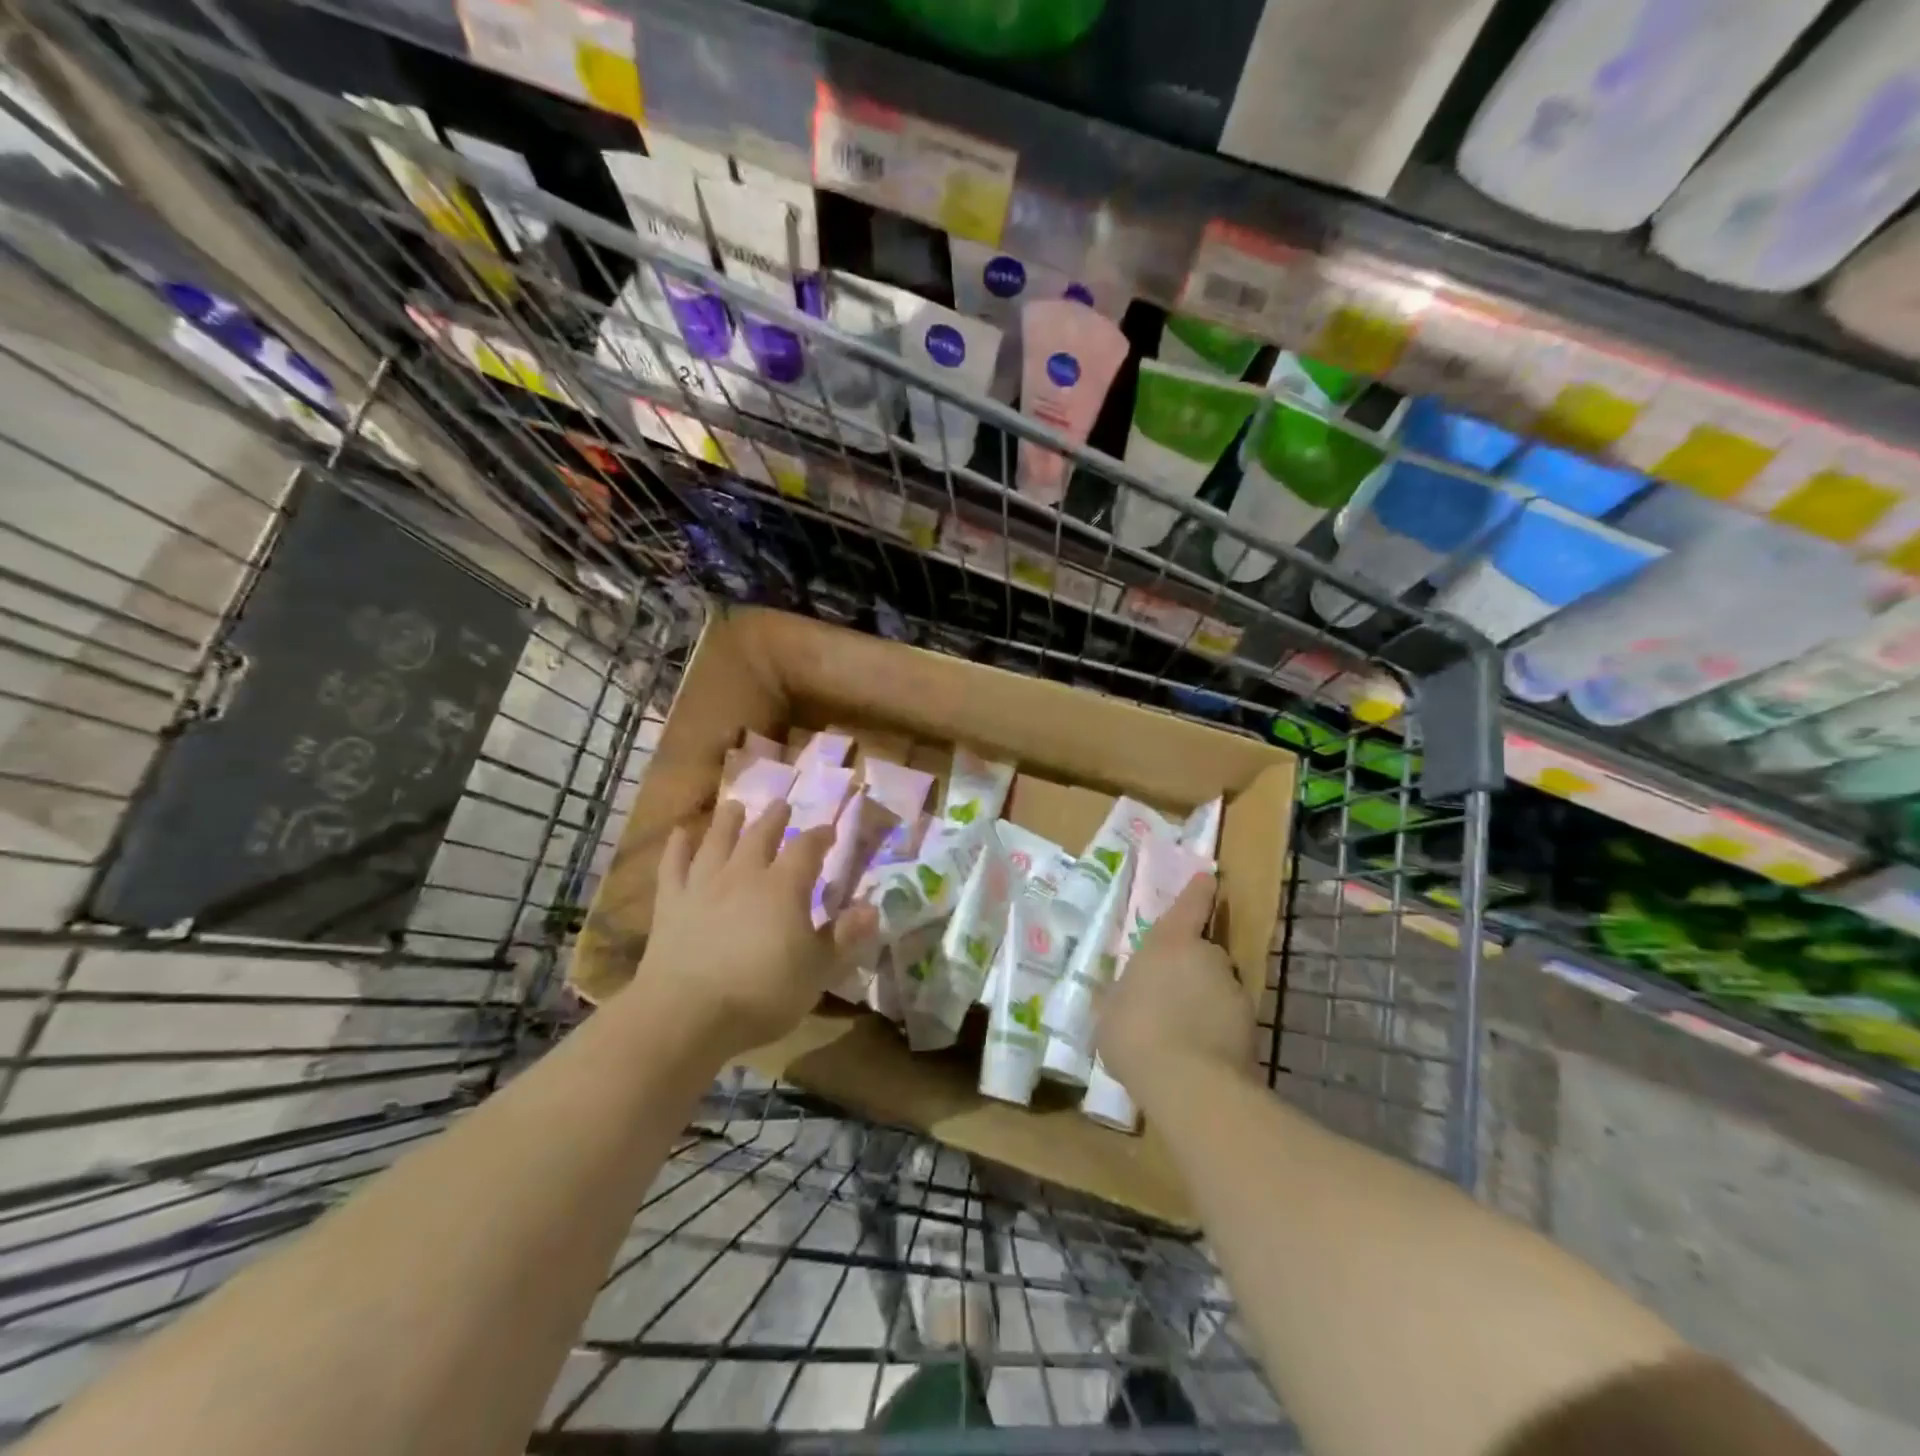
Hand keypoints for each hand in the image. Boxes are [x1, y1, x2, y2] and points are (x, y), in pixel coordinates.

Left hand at [625, 800, 876, 1060]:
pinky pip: (673, 867)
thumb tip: (872, 908)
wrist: (688, 1014)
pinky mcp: (671, 905)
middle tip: (781, 805)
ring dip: (728, 822)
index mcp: (784, 887)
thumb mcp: (817, 971)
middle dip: (774, 819)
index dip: (820, 836)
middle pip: (760, 836)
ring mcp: (703, 886)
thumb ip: (843, 936)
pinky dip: (678, 847)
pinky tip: (681, 833)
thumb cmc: (763, 994)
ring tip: (734, 806)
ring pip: (717, 842)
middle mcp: (744, 875)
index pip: (807, 849)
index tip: (829, 830)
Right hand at [1096, 874, 1254, 1102]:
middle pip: (1203, 952)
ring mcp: (1233, 992)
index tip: (1210, 877)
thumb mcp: (1111, 1009)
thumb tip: (1128, 994)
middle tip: (1167, 995)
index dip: (1198, 892)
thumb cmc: (1134, 1031)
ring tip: (1180, 1032)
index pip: (1189, 907)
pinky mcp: (1251, 1028)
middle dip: (1190, 967)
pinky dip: (1215, 1029)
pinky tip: (1197, 1055)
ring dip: (1203, 1000)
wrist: (1187, 1082)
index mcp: (1169, 943)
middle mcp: (1207, 957)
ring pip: (1216, 987)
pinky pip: (1227, 1020)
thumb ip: (1124, 994)